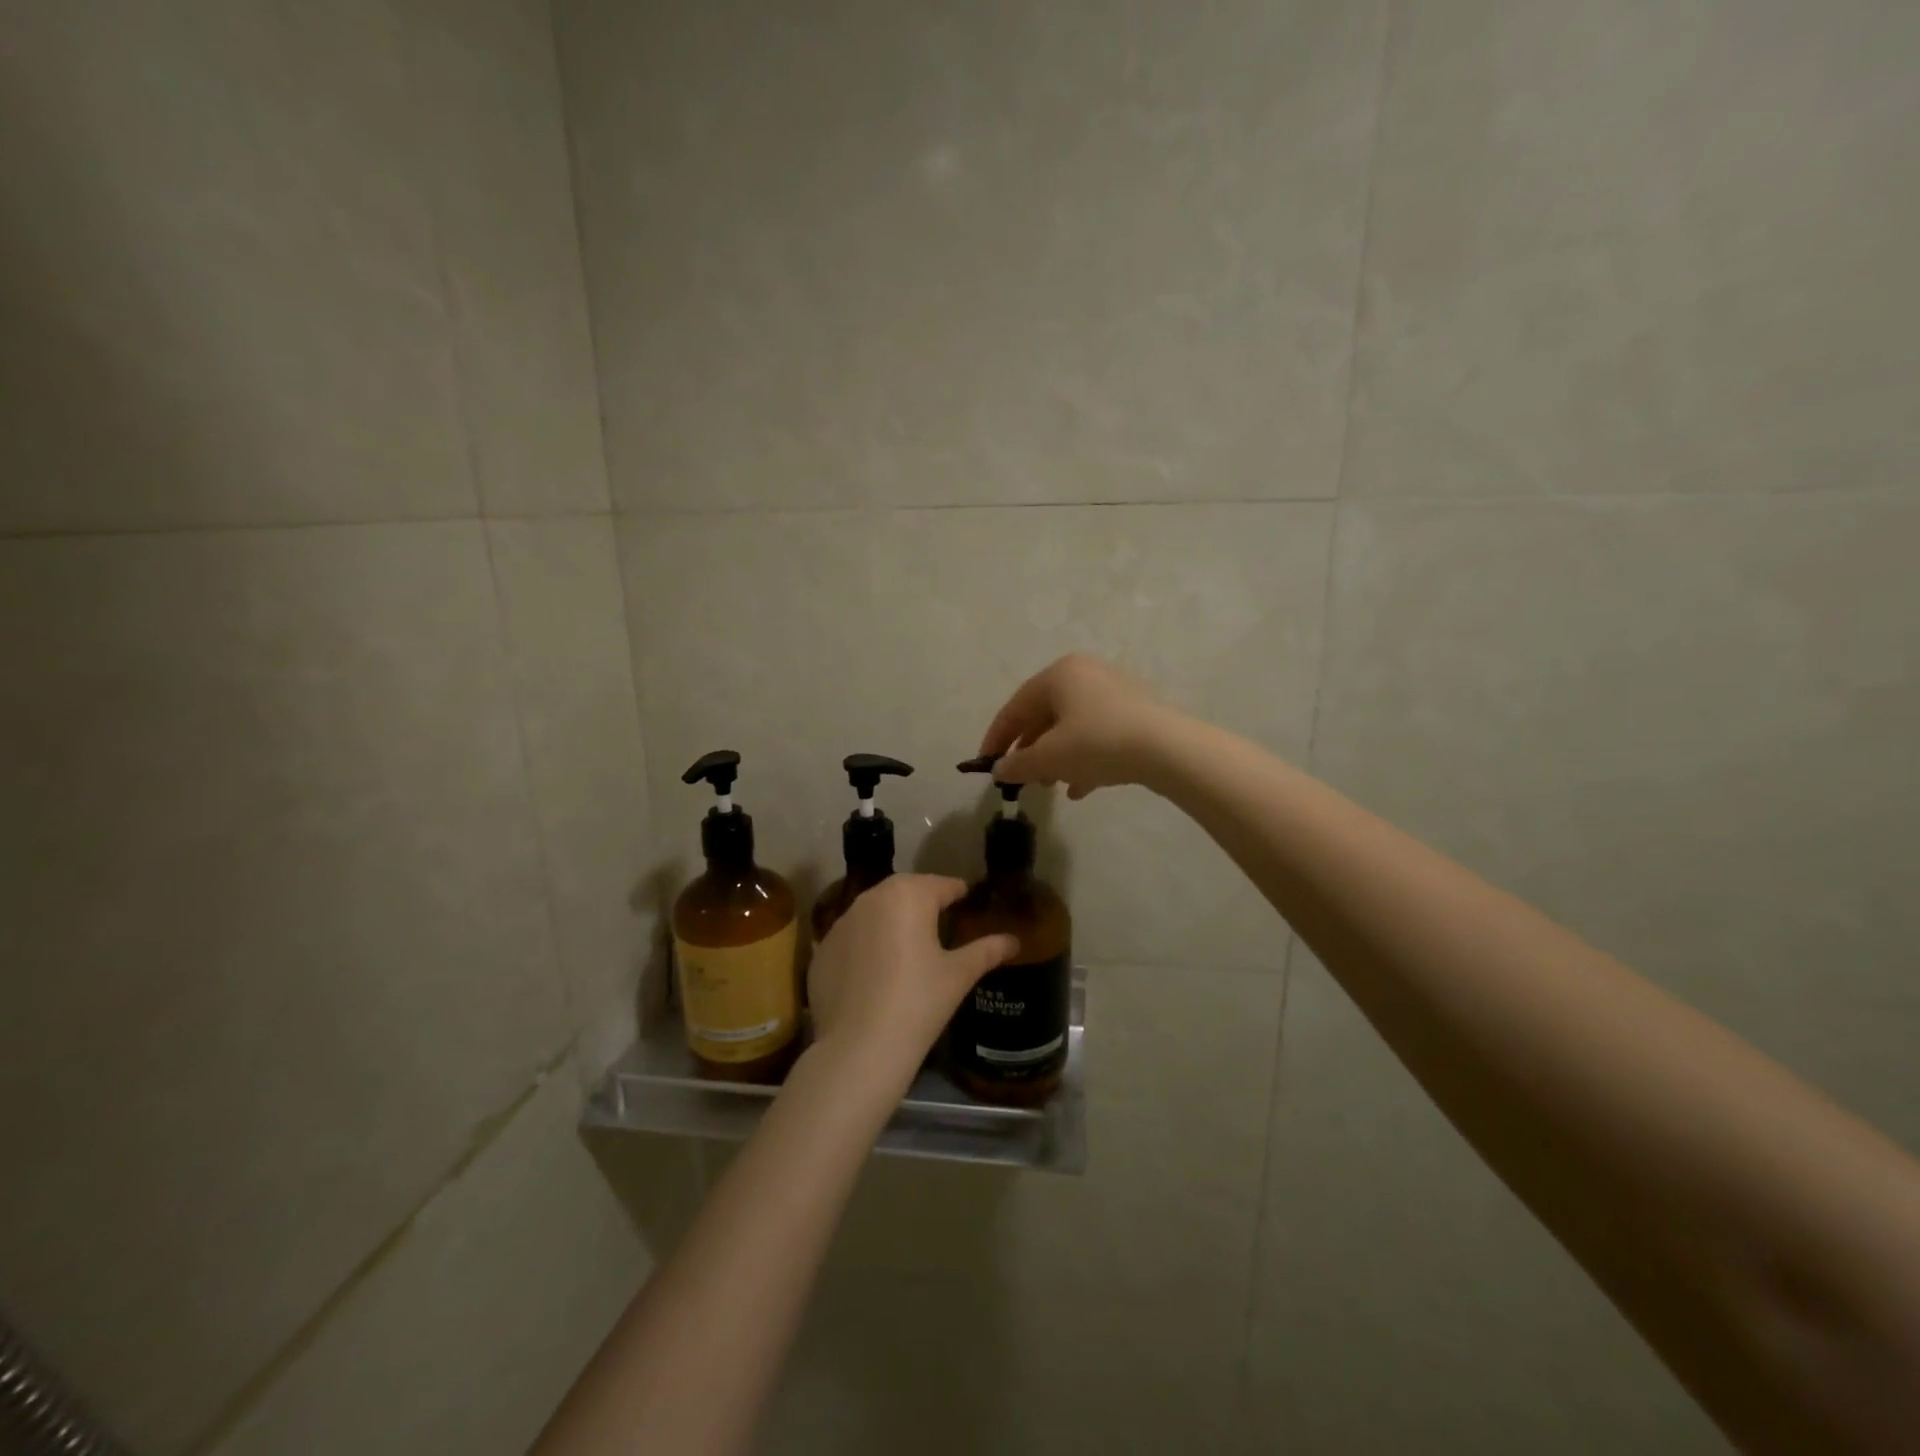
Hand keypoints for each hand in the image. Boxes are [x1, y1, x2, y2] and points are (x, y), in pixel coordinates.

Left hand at [807, 875, 1017, 1089]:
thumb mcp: (957, 975)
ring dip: (892, 921)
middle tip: (941, 922)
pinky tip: (876, 974)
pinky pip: (852, 938)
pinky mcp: (822, 950)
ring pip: (875, 912)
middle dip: (923, 902)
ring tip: (908, 946)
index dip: (958, 893)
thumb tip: (1013, 940)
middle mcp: (871, 899)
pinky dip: (866, 946)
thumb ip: (986, 951)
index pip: (941, 885)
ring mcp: (841, 923)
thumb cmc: (918, 1003)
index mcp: (908, 896)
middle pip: (905, 891)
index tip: (967, 901)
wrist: (859, 1048)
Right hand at [978, 653, 1183, 799]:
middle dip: (1031, 750)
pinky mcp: (1137, 713)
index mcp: (1060, 674)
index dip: (997, 737)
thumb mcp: (1049, 757)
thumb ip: (1017, 764)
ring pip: (1073, 727)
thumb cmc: (1098, 743)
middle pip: (1045, 715)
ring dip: (1057, 758)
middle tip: (1022, 778)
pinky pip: (1099, 734)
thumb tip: (999, 770)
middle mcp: (1086, 674)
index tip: (986, 763)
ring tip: (1050, 785)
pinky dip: (1084, 758)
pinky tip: (1080, 787)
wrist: (1168, 749)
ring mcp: (1115, 692)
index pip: (1016, 707)